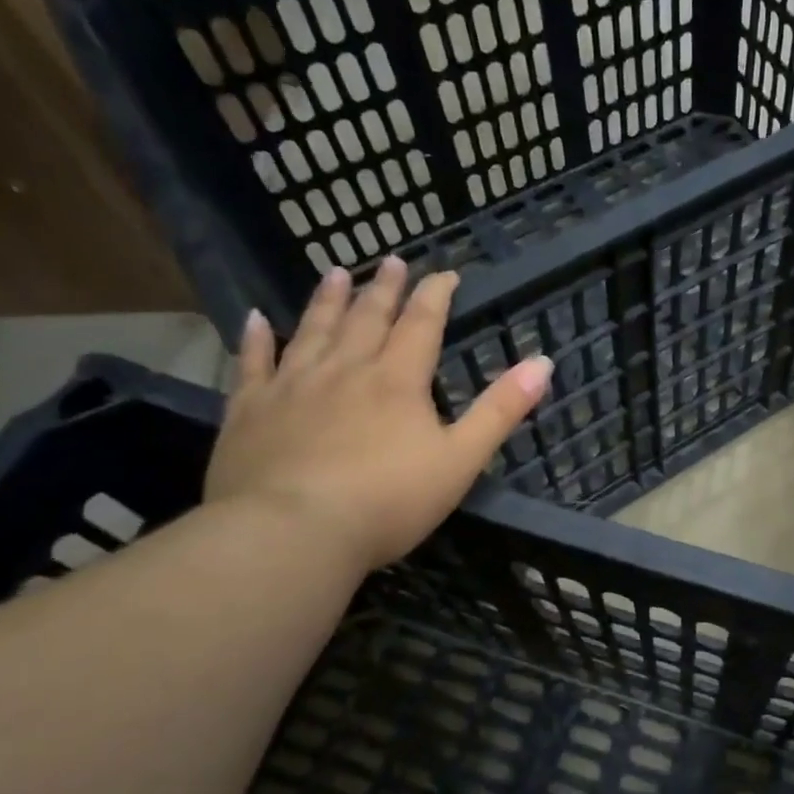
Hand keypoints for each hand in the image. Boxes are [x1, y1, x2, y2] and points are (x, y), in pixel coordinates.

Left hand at [204, 259, 550, 573]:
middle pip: (367, 318)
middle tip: (391, 261)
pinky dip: (256, 338)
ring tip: (336, 273)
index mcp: (397, 381)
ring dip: (328, 300)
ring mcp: (292, 386)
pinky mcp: (250, 411)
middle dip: (384, 289)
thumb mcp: (461, 459)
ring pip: (313, 330)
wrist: (292, 532)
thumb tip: (542, 362)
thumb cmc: (388, 501)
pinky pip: (252, 363)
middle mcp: (345, 370)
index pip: (422, 325)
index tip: (445, 274)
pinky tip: (255, 319)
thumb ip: (500, 410)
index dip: (436, 296)